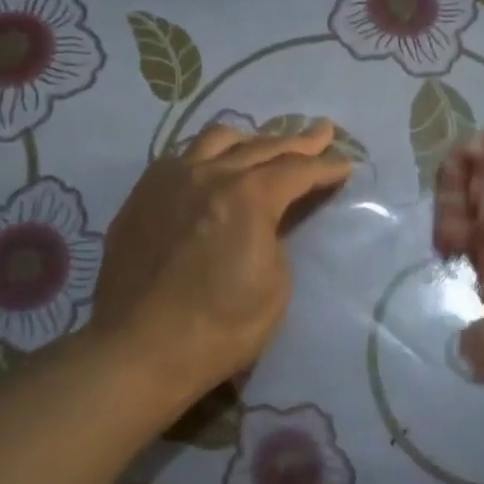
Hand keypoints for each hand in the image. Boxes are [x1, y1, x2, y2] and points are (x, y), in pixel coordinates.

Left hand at [88, 121, 351, 420]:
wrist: (138, 350)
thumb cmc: (219, 327)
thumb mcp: (274, 287)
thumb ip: (275, 240)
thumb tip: (265, 223)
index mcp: (248, 196)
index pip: (298, 170)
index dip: (326, 166)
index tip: (345, 164)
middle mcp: (208, 175)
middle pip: (262, 146)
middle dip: (298, 141)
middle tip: (322, 133)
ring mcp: (169, 181)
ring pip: (216, 140)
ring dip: (250, 140)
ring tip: (264, 146)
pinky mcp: (141, 196)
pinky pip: (181, 158)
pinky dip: (208, 156)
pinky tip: (211, 169)